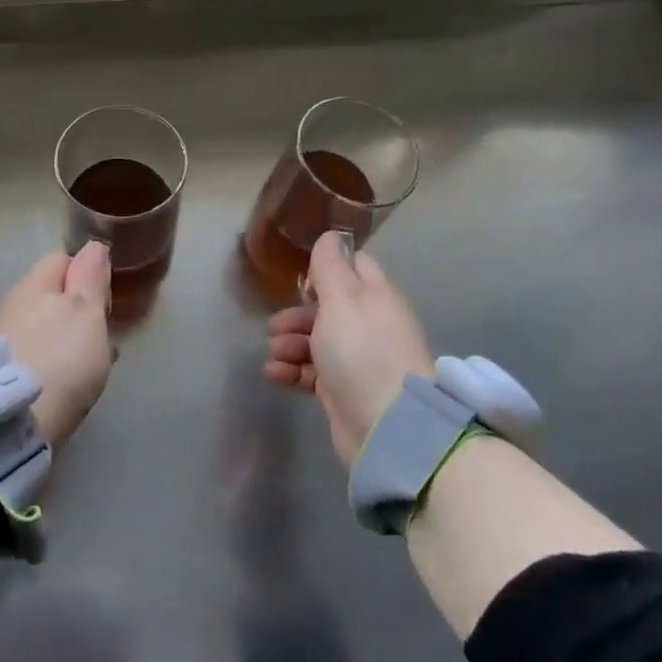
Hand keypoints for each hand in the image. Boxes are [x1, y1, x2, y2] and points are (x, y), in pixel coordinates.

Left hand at [0, 243, 113, 450]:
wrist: (9, 422)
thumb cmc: (59, 358)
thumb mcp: (86, 312)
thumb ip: (90, 277)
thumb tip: (93, 246)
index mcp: (34, 284)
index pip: (61, 259)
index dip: (87, 272)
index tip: (105, 301)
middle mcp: (12, 306)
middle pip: (50, 295)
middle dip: (76, 309)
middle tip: (101, 336)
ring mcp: (1, 340)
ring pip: (42, 327)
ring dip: (64, 338)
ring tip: (88, 365)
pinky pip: (33, 356)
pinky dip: (51, 363)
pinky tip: (64, 384)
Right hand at [263, 233, 436, 468]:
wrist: (387, 427)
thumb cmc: (362, 352)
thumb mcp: (342, 299)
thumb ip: (331, 267)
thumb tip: (331, 234)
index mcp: (375, 297)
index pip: (353, 267)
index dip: (326, 267)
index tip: (301, 278)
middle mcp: (369, 325)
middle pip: (326, 308)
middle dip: (296, 315)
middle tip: (275, 326)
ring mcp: (357, 360)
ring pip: (315, 341)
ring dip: (289, 344)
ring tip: (275, 354)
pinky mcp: (342, 391)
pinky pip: (311, 372)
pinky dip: (291, 370)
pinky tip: (274, 373)